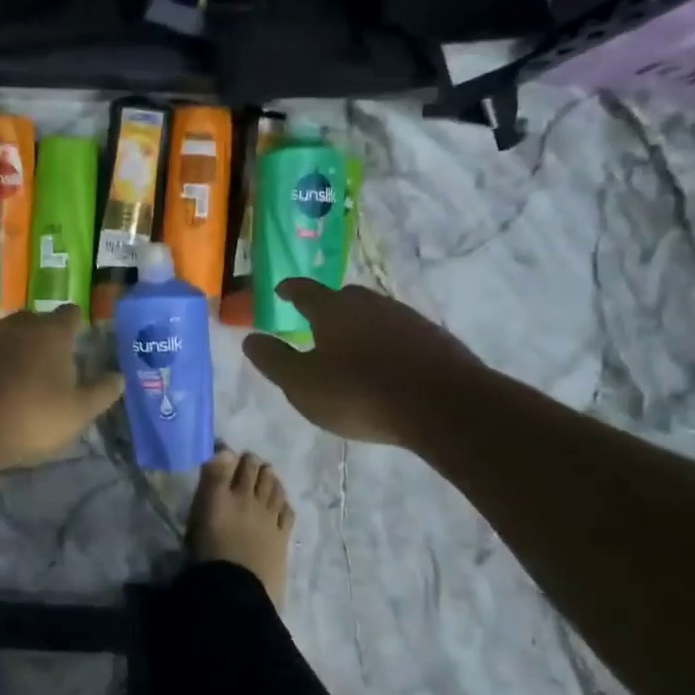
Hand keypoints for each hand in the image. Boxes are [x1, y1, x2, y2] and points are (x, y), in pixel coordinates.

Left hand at [0, 306, 124, 470]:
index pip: (70, 314)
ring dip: (14, 351)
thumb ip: (101, 393)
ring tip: (20, 380)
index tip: (79, 338)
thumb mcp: (77, 413)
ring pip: (5, 337)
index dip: (76, 324)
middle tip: (51, 363)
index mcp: (50, 334)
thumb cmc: (29, 418)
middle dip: (44, 336)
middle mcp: (16, 327)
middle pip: (35, 320)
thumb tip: (118, 377)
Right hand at [242, 280, 486, 445]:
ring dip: (359, 325)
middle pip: (343, 297)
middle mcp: (369, 304)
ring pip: (374, 314)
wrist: (444, 405)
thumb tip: (250, 338)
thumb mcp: (302, 384)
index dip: (290, 289)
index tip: (281, 290)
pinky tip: (386, 364)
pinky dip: (386, 342)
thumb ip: (274, 360)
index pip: (304, 290)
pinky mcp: (434, 338)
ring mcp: (406, 318)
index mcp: (333, 309)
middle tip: (316, 322)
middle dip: (327, 306)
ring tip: (351, 347)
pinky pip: (399, 333)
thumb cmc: (360, 393)